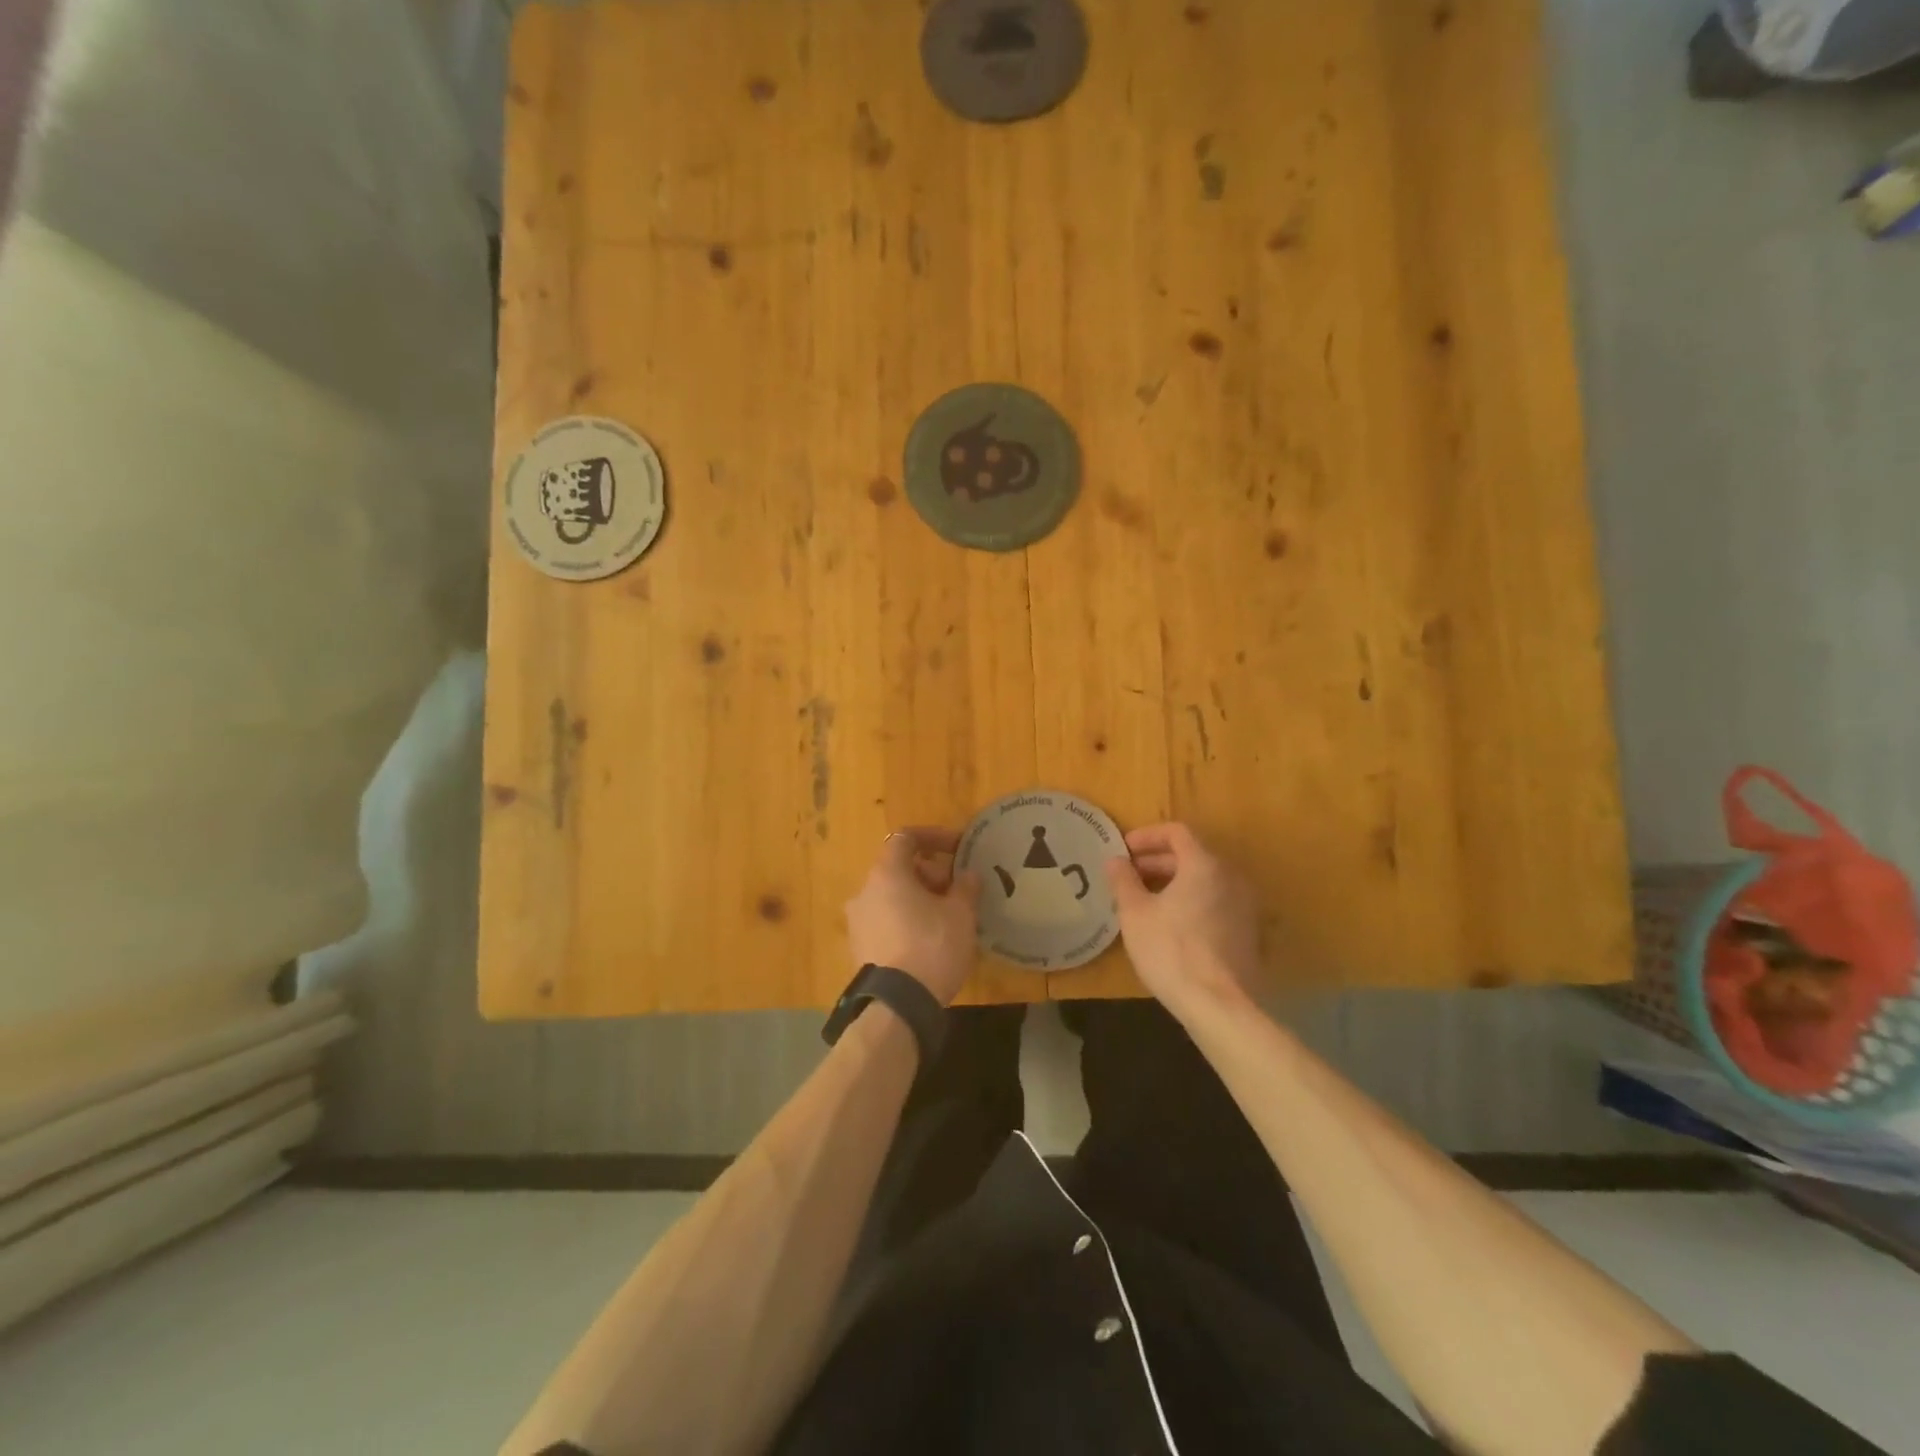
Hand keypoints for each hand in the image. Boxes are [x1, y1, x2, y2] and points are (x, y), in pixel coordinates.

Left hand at [845, 828, 982, 1005]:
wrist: (897, 1005)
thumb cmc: (932, 946)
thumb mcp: (961, 914)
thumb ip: (965, 887)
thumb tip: (967, 875)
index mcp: (887, 874)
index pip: (906, 838)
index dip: (935, 837)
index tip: (959, 849)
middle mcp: (865, 891)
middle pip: (898, 868)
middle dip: (931, 873)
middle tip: (957, 892)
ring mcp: (857, 921)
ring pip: (892, 896)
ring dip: (919, 898)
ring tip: (948, 918)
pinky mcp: (859, 948)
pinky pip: (886, 921)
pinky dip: (906, 920)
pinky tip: (929, 940)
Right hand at [1105, 822, 1261, 1018]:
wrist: (1220, 1006)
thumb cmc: (1171, 950)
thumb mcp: (1134, 913)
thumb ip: (1123, 880)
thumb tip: (1115, 860)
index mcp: (1205, 865)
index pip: (1176, 832)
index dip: (1146, 836)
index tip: (1123, 851)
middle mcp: (1231, 877)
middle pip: (1192, 856)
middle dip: (1157, 862)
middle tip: (1128, 877)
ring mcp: (1245, 906)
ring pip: (1204, 881)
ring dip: (1173, 883)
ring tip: (1144, 901)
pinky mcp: (1249, 933)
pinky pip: (1215, 903)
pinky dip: (1191, 902)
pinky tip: (1170, 925)